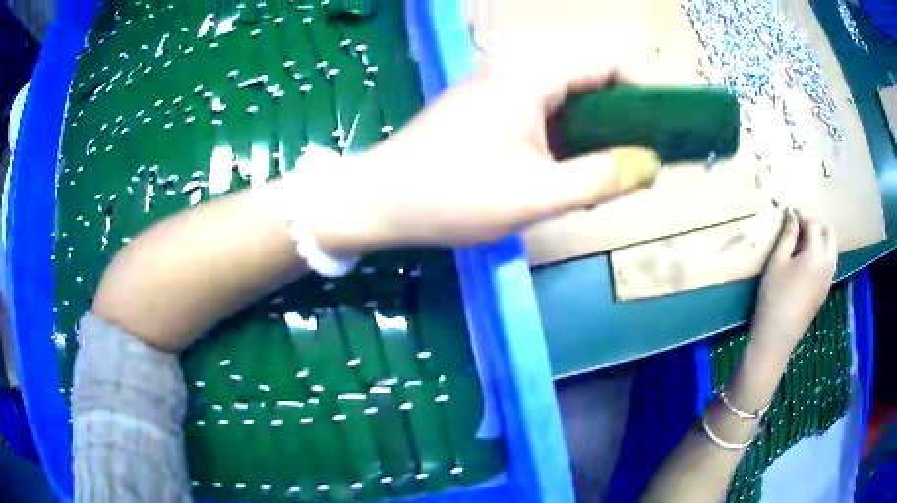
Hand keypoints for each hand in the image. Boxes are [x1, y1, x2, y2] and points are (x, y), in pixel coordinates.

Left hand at [312, 59, 660, 252]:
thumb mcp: (535, 195)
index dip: (640, 90)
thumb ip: (598, 179)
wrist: (377, 202)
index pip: (602, 65)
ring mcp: (493, 93)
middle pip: (585, 84)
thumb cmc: (451, 196)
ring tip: (607, 176)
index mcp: (528, 79)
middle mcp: (512, 74)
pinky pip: (537, 118)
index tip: (663, 125)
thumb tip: (649, 164)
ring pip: (562, 105)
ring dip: (590, 136)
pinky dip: (561, 143)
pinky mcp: (482, 114)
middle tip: (638, 161)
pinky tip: (566, 175)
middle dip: (619, 120)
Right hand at [749, 211, 836, 356]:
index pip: (813, 225)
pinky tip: (807, 265)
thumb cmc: (774, 297)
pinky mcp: (825, 291)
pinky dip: (822, 257)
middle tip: (800, 232)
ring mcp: (828, 279)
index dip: (802, 218)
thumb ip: (787, 237)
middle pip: (830, 234)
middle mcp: (827, 264)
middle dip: (817, 228)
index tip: (790, 217)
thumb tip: (792, 216)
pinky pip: (830, 264)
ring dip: (822, 242)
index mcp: (815, 254)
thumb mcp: (777, 263)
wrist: (777, 337)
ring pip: (832, 250)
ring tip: (804, 247)